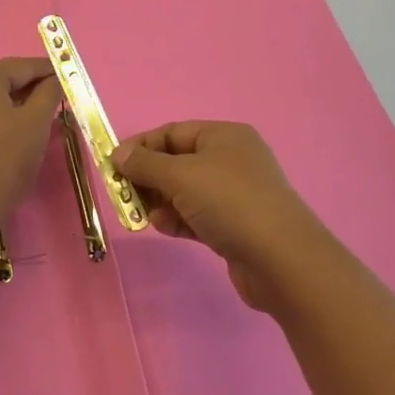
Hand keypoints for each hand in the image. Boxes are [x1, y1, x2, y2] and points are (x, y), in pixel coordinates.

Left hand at [0, 58, 62, 226]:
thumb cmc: (5, 158)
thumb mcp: (36, 122)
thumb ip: (49, 93)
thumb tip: (54, 79)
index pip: (22, 66)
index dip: (49, 71)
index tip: (70, 79)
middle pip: (4, 80)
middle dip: (32, 89)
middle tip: (58, 101)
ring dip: (15, 105)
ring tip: (40, 120)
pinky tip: (13, 135)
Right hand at [114, 121, 331, 309]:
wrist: (282, 261)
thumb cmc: (230, 203)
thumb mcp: (181, 176)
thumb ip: (145, 163)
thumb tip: (118, 154)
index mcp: (223, 136)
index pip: (172, 133)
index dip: (140, 146)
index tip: (112, 166)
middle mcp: (230, 159)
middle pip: (176, 162)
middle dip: (148, 178)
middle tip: (124, 196)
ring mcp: (234, 194)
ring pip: (184, 191)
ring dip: (161, 202)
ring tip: (146, 217)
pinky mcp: (234, 225)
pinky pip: (196, 215)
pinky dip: (178, 220)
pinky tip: (167, 229)